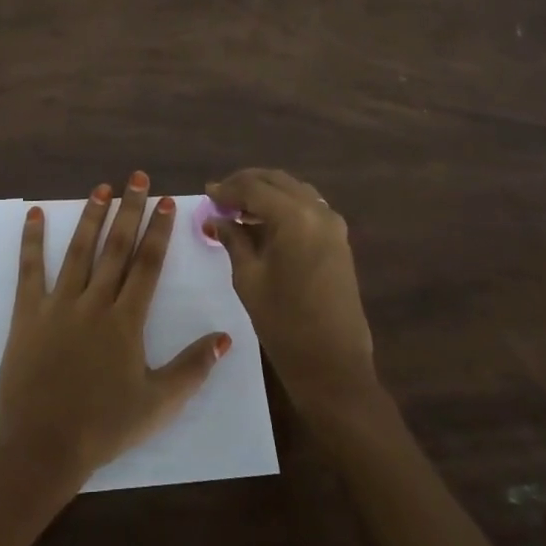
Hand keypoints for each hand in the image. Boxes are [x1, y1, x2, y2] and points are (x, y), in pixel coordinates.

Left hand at [0, 171, 231, 488]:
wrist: (42, 447)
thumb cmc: (104, 427)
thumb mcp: (159, 404)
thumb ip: (193, 368)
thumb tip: (226, 337)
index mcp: (127, 321)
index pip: (148, 265)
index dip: (159, 231)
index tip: (165, 202)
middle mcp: (95, 303)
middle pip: (116, 248)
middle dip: (129, 210)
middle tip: (136, 178)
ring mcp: (58, 305)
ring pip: (79, 251)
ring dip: (91, 217)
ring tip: (100, 188)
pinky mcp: (27, 315)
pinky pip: (30, 271)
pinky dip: (32, 241)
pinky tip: (35, 215)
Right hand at [206, 168, 379, 421]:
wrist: (333, 364)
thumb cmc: (284, 323)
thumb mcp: (249, 278)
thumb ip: (233, 240)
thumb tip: (217, 218)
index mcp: (295, 217)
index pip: (254, 188)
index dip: (227, 189)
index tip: (206, 192)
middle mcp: (318, 211)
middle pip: (277, 181)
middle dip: (247, 184)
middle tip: (220, 198)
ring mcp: (333, 224)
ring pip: (294, 191)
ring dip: (267, 193)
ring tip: (239, 209)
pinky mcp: (339, 240)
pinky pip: (308, 208)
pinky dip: (285, 207)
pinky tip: (265, 223)